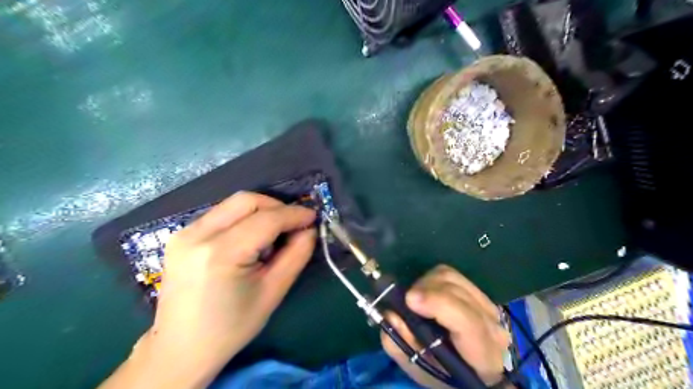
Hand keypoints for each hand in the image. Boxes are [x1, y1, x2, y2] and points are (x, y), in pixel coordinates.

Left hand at [101, 192, 315, 388]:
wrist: (180, 348)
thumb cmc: (231, 326)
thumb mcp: (273, 292)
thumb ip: (296, 255)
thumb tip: (309, 230)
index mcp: (220, 254)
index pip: (266, 219)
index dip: (294, 214)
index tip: (313, 217)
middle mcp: (197, 235)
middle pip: (247, 201)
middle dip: (277, 207)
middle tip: (294, 225)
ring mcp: (185, 233)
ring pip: (234, 204)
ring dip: (261, 212)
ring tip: (272, 236)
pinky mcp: (181, 235)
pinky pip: (221, 213)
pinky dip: (243, 218)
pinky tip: (250, 240)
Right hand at [378, 266, 506, 387]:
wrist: (472, 370)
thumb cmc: (445, 374)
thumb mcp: (419, 368)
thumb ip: (401, 344)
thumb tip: (391, 314)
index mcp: (482, 353)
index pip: (467, 321)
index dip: (438, 304)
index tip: (409, 300)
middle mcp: (491, 324)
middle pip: (456, 290)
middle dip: (424, 290)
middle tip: (405, 302)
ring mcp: (488, 304)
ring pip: (452, 277)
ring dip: (426, 282)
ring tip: (415, 299)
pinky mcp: (479, 293)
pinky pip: (451, 275)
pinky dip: (432, 280)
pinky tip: (426, 294)